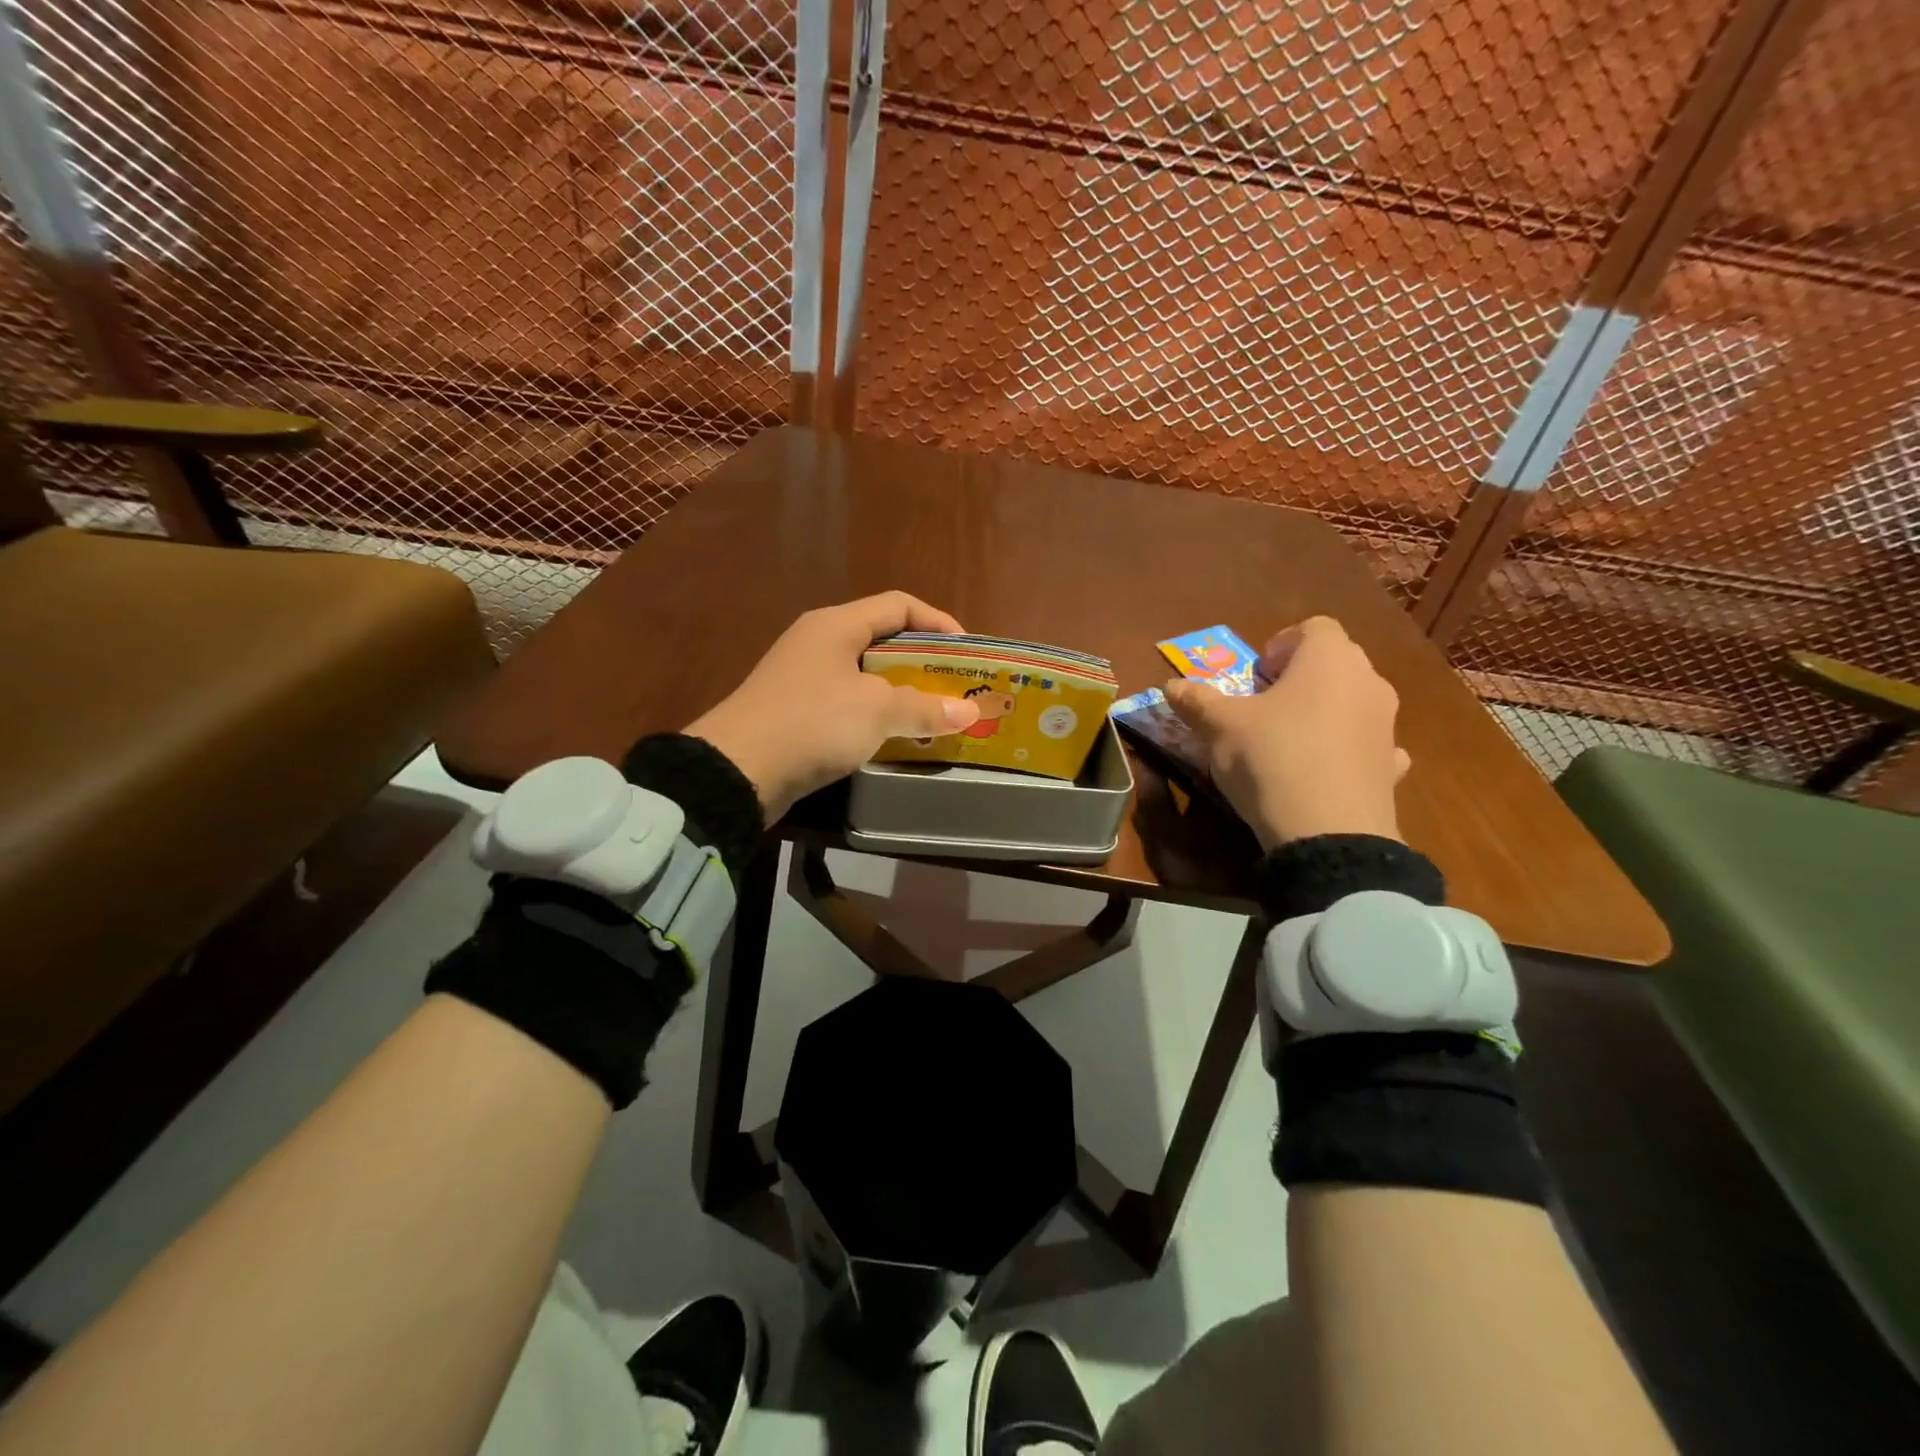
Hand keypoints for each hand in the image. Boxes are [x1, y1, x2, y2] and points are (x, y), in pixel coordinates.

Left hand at [686, 592, 981, 819]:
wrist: (737, 771)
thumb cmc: (814, 722)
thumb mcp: (876, 711)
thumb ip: (925, 708)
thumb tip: (968, 713)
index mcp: (837, 624)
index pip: (899, 605)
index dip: (938, 622)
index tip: (967, 653)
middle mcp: (819, 641)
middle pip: (883, 639)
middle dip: (924, 662)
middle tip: (955, 687)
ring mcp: (804, 676)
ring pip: (867, 674)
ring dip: (902, 691)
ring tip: (933, 713)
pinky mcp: (797, 710)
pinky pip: (849, 701)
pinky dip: (876, 713)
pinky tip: (895, 735)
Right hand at [1163, 616, 1409, 849]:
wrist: (1328, 832)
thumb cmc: (1271, 757)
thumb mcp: (1219, 727)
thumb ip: (1196, 701)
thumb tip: (1171, 685)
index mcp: (1328, 659)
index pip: (1314, 627)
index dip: (1281, 644)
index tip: (1256, 675)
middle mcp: (1368, 682)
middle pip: (1336, 663)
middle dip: (1300, 677)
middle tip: (1264, 705)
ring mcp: (1386, 726)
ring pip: (1353, 703)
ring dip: (1325, 712)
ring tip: (1289, 741)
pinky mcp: (1391, 768)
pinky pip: (1368, 745)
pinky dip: (1347, 750)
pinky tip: (1323, 772)